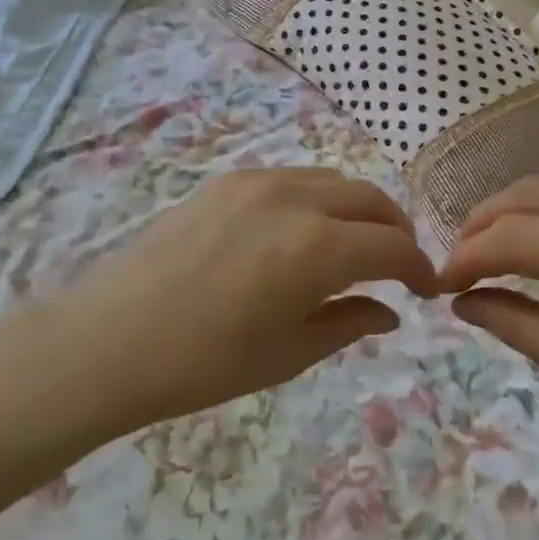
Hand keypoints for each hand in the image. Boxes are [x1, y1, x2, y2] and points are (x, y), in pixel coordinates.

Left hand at [44, 168, 437, 428]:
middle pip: (370, 199)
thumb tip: (390, 311)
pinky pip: (293, 178)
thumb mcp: (290, 352)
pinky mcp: (227, 180)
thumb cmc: (206, 361)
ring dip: (358, 209)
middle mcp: (296, 198)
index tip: (425, 289)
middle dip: (395, 230)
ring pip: (333, 180)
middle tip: (398, 265)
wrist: (113, 337)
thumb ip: (350, 323)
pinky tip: (304, 231)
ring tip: (355, 245)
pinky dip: (318, 199)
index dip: (418, 267)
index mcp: (318, 247)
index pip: (392, 246)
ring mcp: (258, 181)